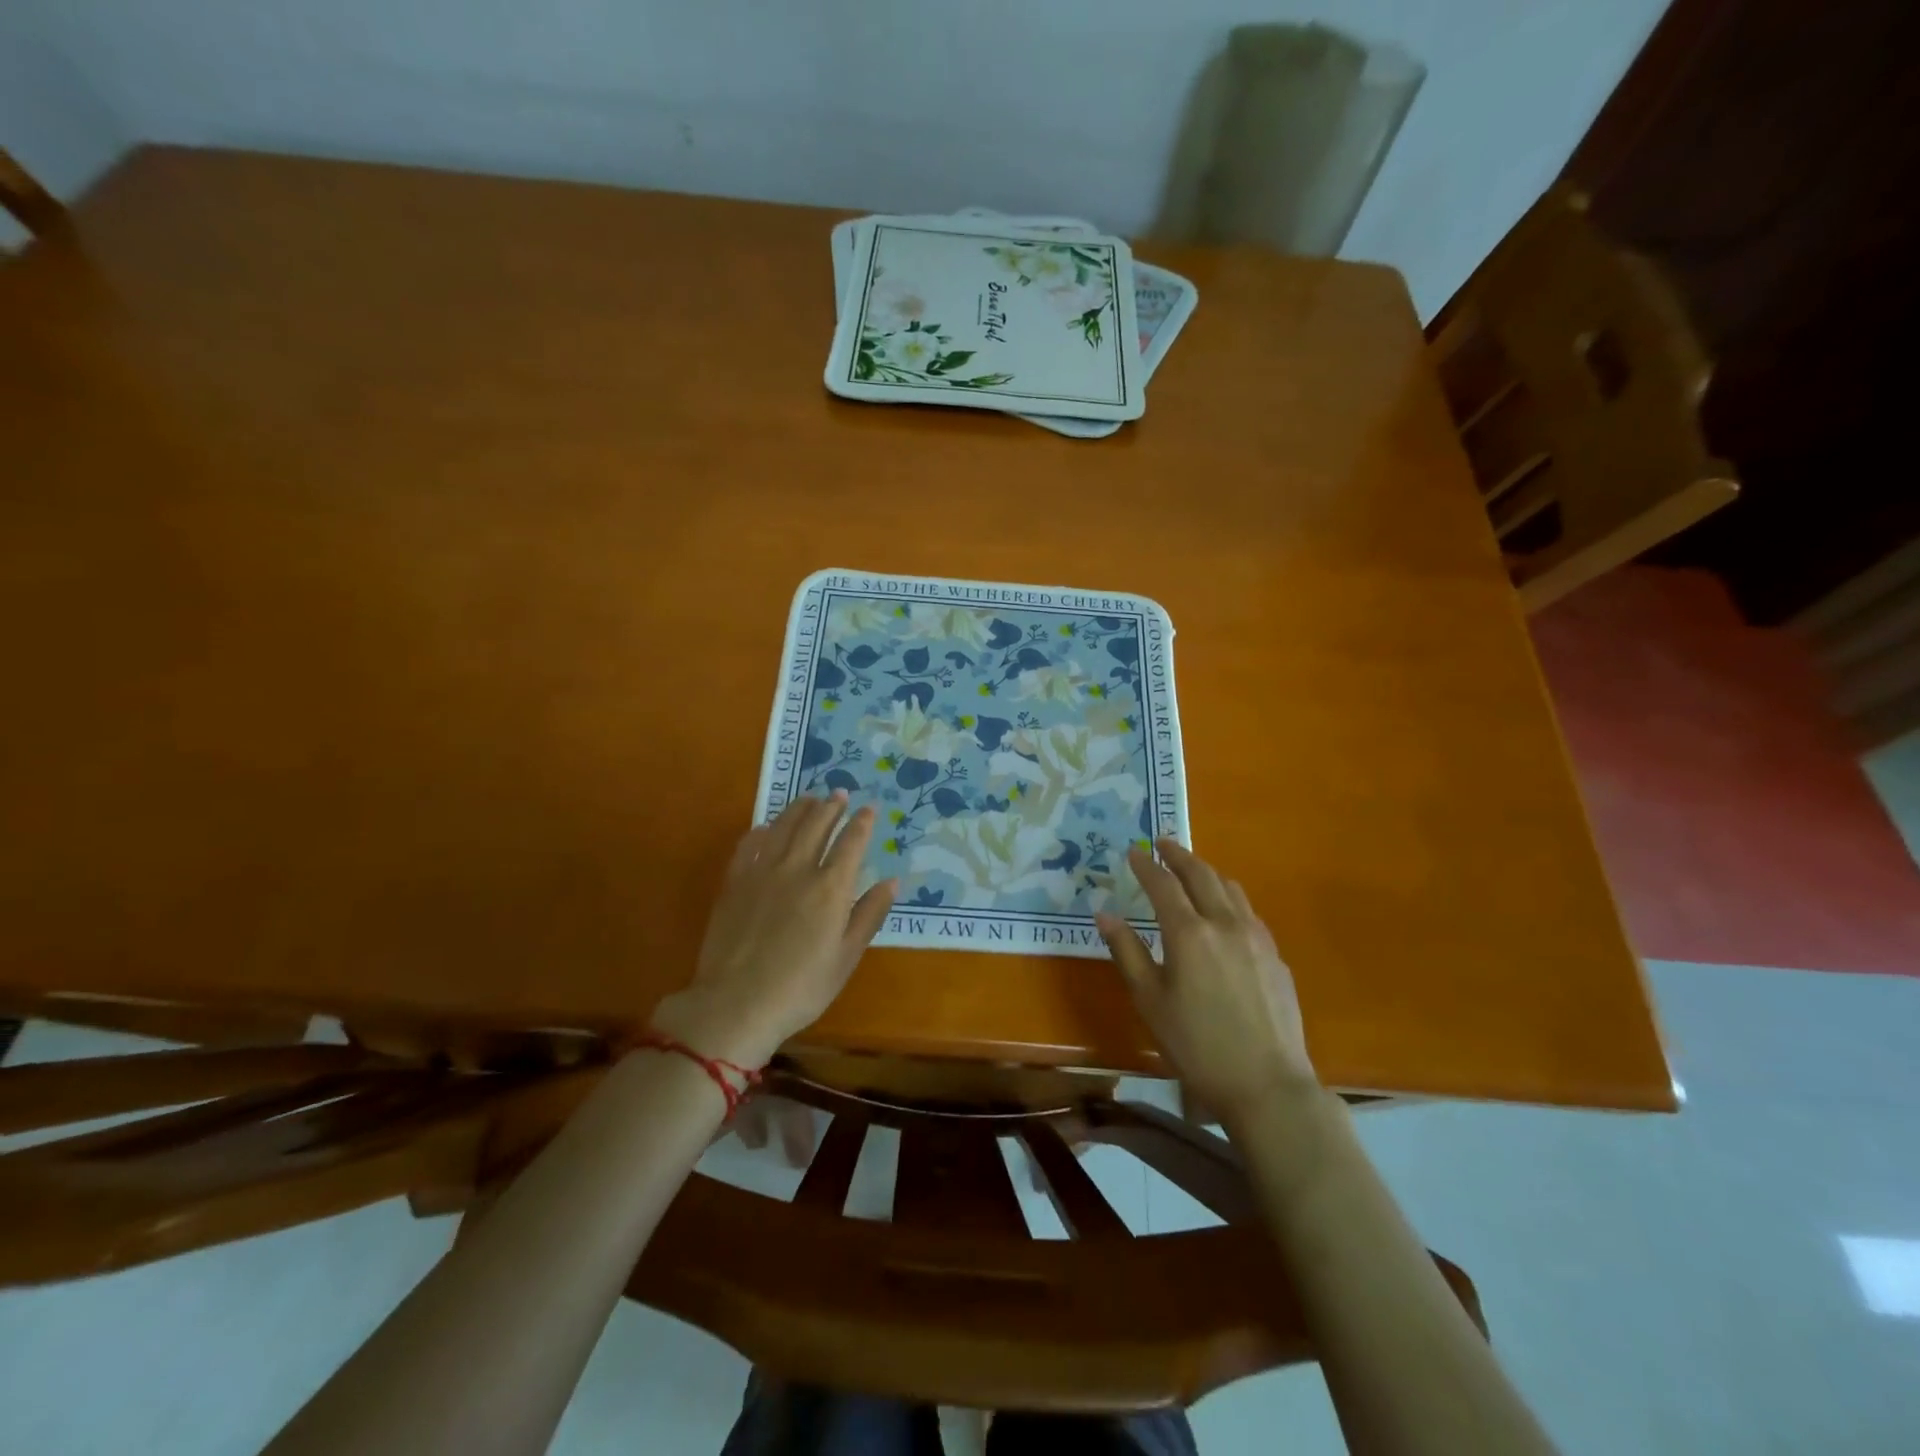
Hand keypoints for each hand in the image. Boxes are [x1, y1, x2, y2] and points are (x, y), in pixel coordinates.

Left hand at [650, 793, 895, 1068]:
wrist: (736, 1003)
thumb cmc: (801, 987)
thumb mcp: (846, 957)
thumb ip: (869, 914)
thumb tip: (892, 881)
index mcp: (831, 887)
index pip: (851, 842)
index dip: (862, 822)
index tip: (870, 807)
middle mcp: (798, 868)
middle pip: (816, 825)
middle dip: (831, 807)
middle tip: (839, 793)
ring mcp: (762, 872)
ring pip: (784, 827)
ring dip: (799, 809)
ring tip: (810, 798)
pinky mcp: (734, 882)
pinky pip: (749, 844)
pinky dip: (762, 831)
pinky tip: (767, 827)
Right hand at [1097, 839, 1317, 1124]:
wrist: (1268, 1085)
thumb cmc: (1196, 1046)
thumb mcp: (1150, 1001)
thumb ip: (1127, 952)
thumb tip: (1104, 914)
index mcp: (1189, 933)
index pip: (1163, 885)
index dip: (1146, 865)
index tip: (1133, 851)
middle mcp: (1224, 923)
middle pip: (1201, 875)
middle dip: (1179, 855)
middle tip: (1163, 843)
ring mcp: (1256, 937)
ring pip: (1230, 888)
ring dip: (1207, 872)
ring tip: (1192, 869)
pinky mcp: (1275, 955)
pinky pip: (1247, 911)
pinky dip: (1228, 897)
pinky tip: (1224, 910)